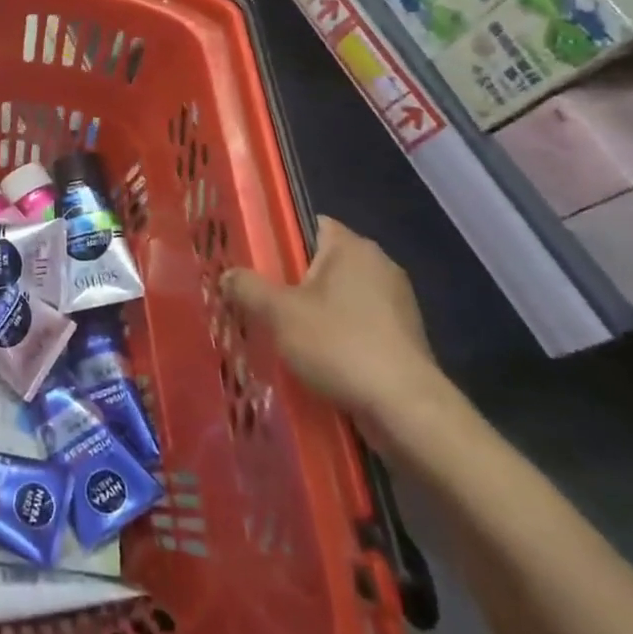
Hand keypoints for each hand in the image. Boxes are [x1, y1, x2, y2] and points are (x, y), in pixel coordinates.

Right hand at [222, 217, 443, 428]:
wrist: (405, 408)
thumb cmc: (340, 345)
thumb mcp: (279, 313)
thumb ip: (247, 288)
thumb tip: (226, 275)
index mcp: (353, 248)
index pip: (311, 225)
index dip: (280, 240)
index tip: (254, 262)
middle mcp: (380, 266)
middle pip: (323, 263)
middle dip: (292, 281)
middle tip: (258, 301)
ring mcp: (396, 303)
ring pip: (340, 298)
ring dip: (314, 312)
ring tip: (281, 333)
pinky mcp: (403, 338)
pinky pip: (358, 325)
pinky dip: (337, 336)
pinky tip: (315, 358)